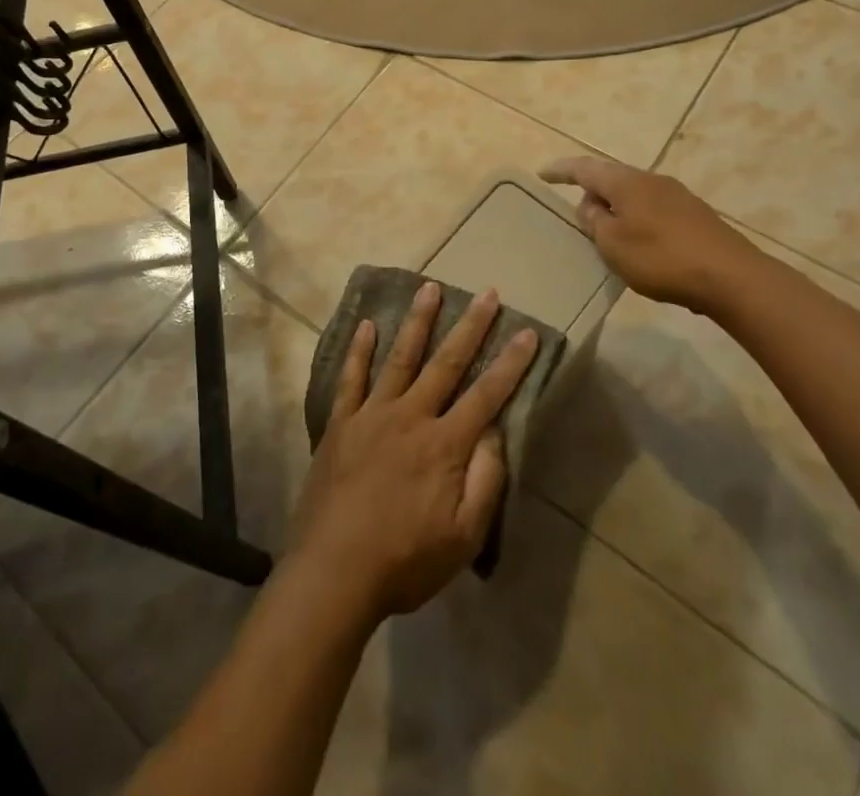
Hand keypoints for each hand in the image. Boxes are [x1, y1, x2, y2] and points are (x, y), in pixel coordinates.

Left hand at [287, 282, 537, 622]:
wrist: (333, 573)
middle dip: (470, 327)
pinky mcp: (341, 423)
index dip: (510, 364)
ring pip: (400, 357)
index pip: (486, 395)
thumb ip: (485, 481)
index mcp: (445, 445)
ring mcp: (372, 415)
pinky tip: (368, 325)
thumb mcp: (463, 537)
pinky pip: (352, 378)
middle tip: (487, 293)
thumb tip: (495, 433)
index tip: (527, 332)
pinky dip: (360, 350)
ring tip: (430, 287)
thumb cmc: (405, 561)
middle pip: (446, 363)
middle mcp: (411, 417)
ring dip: (418, 322)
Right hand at [540, 155, 762, 310]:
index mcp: (626, 182)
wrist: (732, 278)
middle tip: (577, 212)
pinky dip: (637, 220)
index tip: (542, 173)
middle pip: (611, 178)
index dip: (561, 170)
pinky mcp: (695, 216)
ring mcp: (677, 196)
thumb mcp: (613, 244)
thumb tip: (591, 204)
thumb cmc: (662, 258)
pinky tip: (640, 245)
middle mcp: (650, 180)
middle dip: (592, 191)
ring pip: (634, 195)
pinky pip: (653, 210)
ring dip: (616, 208)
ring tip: (606, 232)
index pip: (584, 168)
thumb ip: (594, 221)